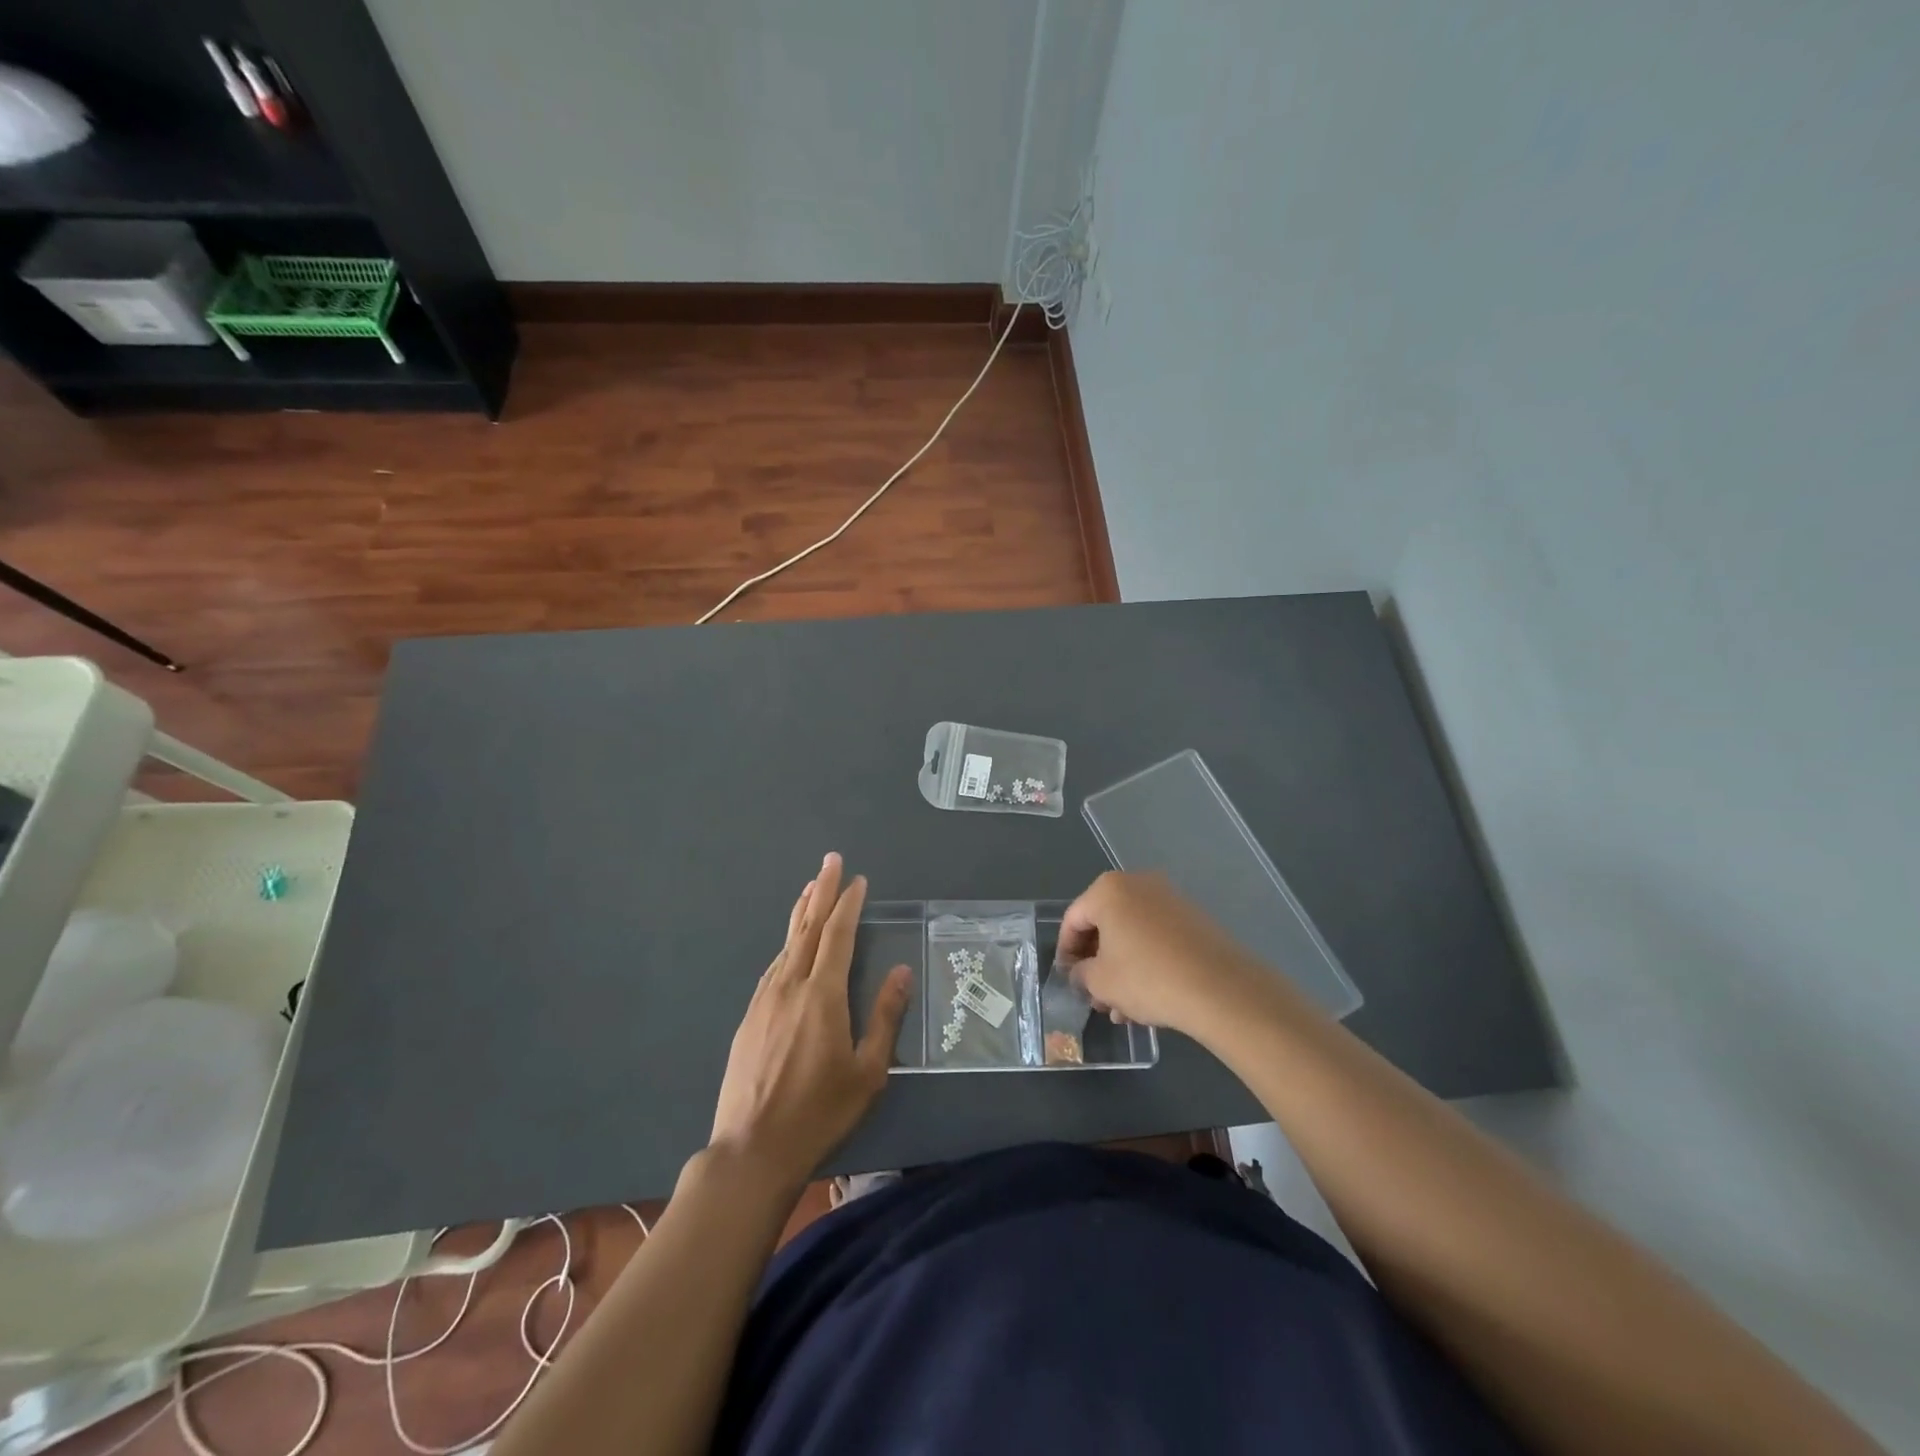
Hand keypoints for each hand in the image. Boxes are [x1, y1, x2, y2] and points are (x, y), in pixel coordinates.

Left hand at [710, 853, 909, 1190]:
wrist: (751, 1149)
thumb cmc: (819, 1113)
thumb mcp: (867, 1072)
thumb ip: (885, 1017)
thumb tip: (900, 972)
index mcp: (822, 995)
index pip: (838, 935)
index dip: (848, 904)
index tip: (858, 880)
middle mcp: (789, 986)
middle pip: (808, 928)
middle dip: (821, 891)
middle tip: (831, 860)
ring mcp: (764, 1000)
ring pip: (786, 945)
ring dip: (802, 913)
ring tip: (811, 889)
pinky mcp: (749, 1018)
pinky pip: (773, 967)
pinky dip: (787, 945)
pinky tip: (791, 946)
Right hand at [1056, 871, 1278, 1037]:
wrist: (1219, 988)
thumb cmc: (1147, 977)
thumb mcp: (1101, 982)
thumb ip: (1081, 974)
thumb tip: (1080, 973)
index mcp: (1108, 890)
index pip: (1074, 919)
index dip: (1066, 952)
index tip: (1067, 979)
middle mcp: (1138, 884)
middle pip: (1105, 924)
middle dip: (1096, 962)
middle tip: (1094, 996)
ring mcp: (1169, 899)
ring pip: (1132, 934)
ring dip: (1120, 968)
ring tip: (1120, 1008)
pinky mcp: (1193, 918)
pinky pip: (1156, 937)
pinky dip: (1145, 962)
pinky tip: (1146, 999)